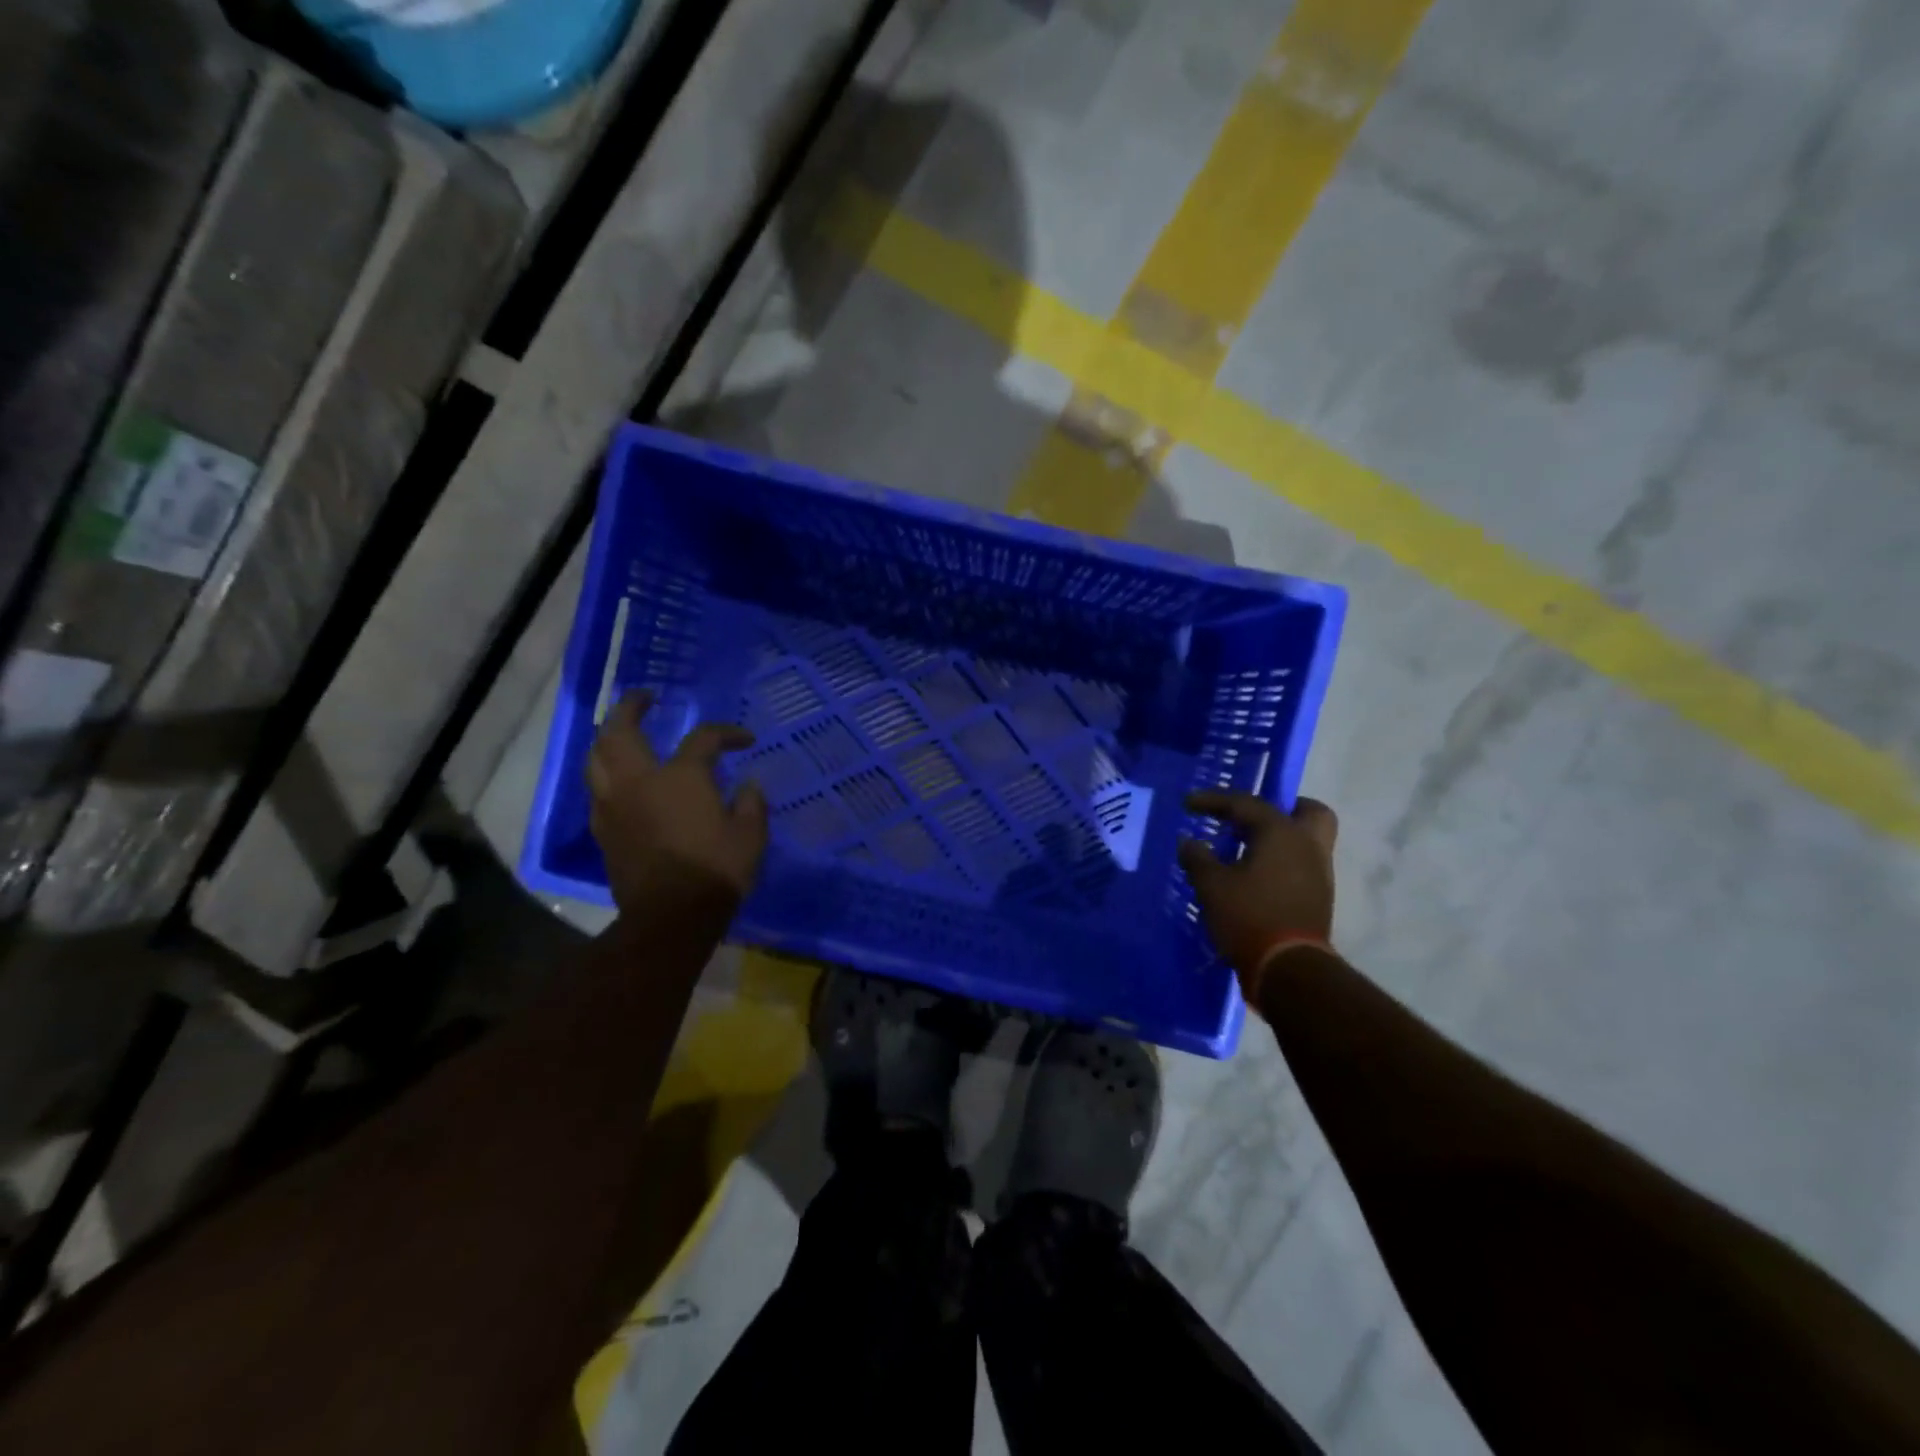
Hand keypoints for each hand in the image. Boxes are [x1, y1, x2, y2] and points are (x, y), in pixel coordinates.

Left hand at [587, 693, 768, 914]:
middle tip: (645, 699)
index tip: (745, 740)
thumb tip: (748, 785)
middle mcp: (639, 782)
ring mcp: (614, 805)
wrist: (671, 918)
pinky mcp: (603, 830)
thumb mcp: (751, 836)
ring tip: (621, 732)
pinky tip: (619, 779)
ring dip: (608, 738)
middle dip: (631, 707)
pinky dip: (606, 774)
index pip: (704, 738)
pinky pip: (597, 790)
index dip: (727, 733)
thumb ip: (751, 804)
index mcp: (681, 776)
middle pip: (621, 731)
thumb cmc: (716, 871)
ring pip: (596, 758)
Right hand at [1177, 792, 1338, 1003]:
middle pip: (1307, 811)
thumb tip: (1188, 842)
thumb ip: (1198, 858)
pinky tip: (1256, 875)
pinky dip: (1282, 861)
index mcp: (1281, 833)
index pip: (1246, 803)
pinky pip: (1303, 864)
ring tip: (1247, 849)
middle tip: (1252, 818)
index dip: (1213, 800)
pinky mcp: (1319, 898)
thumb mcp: (1212, 885)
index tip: (1188, 803)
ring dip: (1280, 838)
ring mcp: (1319, 873)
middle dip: (1282, 808)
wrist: (1288, 969)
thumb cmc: (1249, 916)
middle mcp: (1308, 845)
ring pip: (1307, 840)